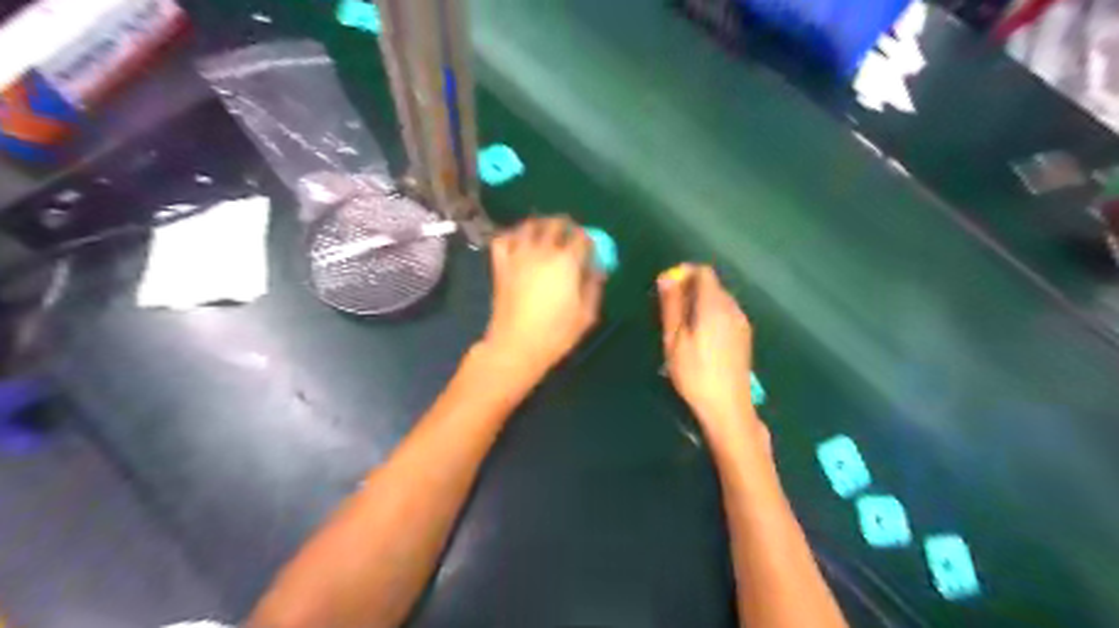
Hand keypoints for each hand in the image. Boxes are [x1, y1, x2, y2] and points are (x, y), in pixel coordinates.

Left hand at [482, 219, 603, 376]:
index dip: (587, 238)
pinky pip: (502, 240)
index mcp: (566, 262)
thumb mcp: (586, 314)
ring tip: (545, 231)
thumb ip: (593, 287)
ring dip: (539, 224)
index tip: (590, 246)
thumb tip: (597, 269)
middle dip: (565, 225)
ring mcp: (518, 256)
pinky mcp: (500, 265)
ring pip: (528, 226)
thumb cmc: (556, 333)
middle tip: (569, 233)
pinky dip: (511, 235)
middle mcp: (542, 252)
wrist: (516, 345)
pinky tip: (518, 242)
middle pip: (555, 224)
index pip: (580, 238)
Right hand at [658, 264, 770, 451]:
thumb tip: (666, 277)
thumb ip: (671, 306)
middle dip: (689, 289)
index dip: (683, 273)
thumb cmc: (694, 373)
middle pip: (711, 284)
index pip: (703, 272)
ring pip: (719, 299)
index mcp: (714, 305)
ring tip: (681, 326)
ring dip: (699, 303)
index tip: (666, 289)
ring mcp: (741, 322)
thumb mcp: (674, 339)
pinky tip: (699, 338)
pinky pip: (725, 314)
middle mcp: (732, 308)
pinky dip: (710, 315)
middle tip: (668, 310)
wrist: (728, 406)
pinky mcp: (744, 336)